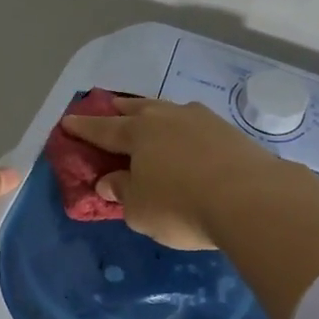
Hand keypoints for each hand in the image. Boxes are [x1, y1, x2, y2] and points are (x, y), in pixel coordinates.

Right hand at [59, 97, 292, 250]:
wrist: (251, 199)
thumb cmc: (181, 206)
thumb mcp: (139, 210)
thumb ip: (122, 192)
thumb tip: (110, 181)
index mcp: (138, 133)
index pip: (103, 129)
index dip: (83, 127)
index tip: (67, 121)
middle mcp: (168, 117)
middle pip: (137, 109)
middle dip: (119, 110)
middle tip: (109, 108)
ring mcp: (202, 120)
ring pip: (169, 111)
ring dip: (155, 114)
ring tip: (150, 119)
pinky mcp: (230, 132)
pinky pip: (195, 124)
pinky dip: (184, 130)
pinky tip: (188, 138)